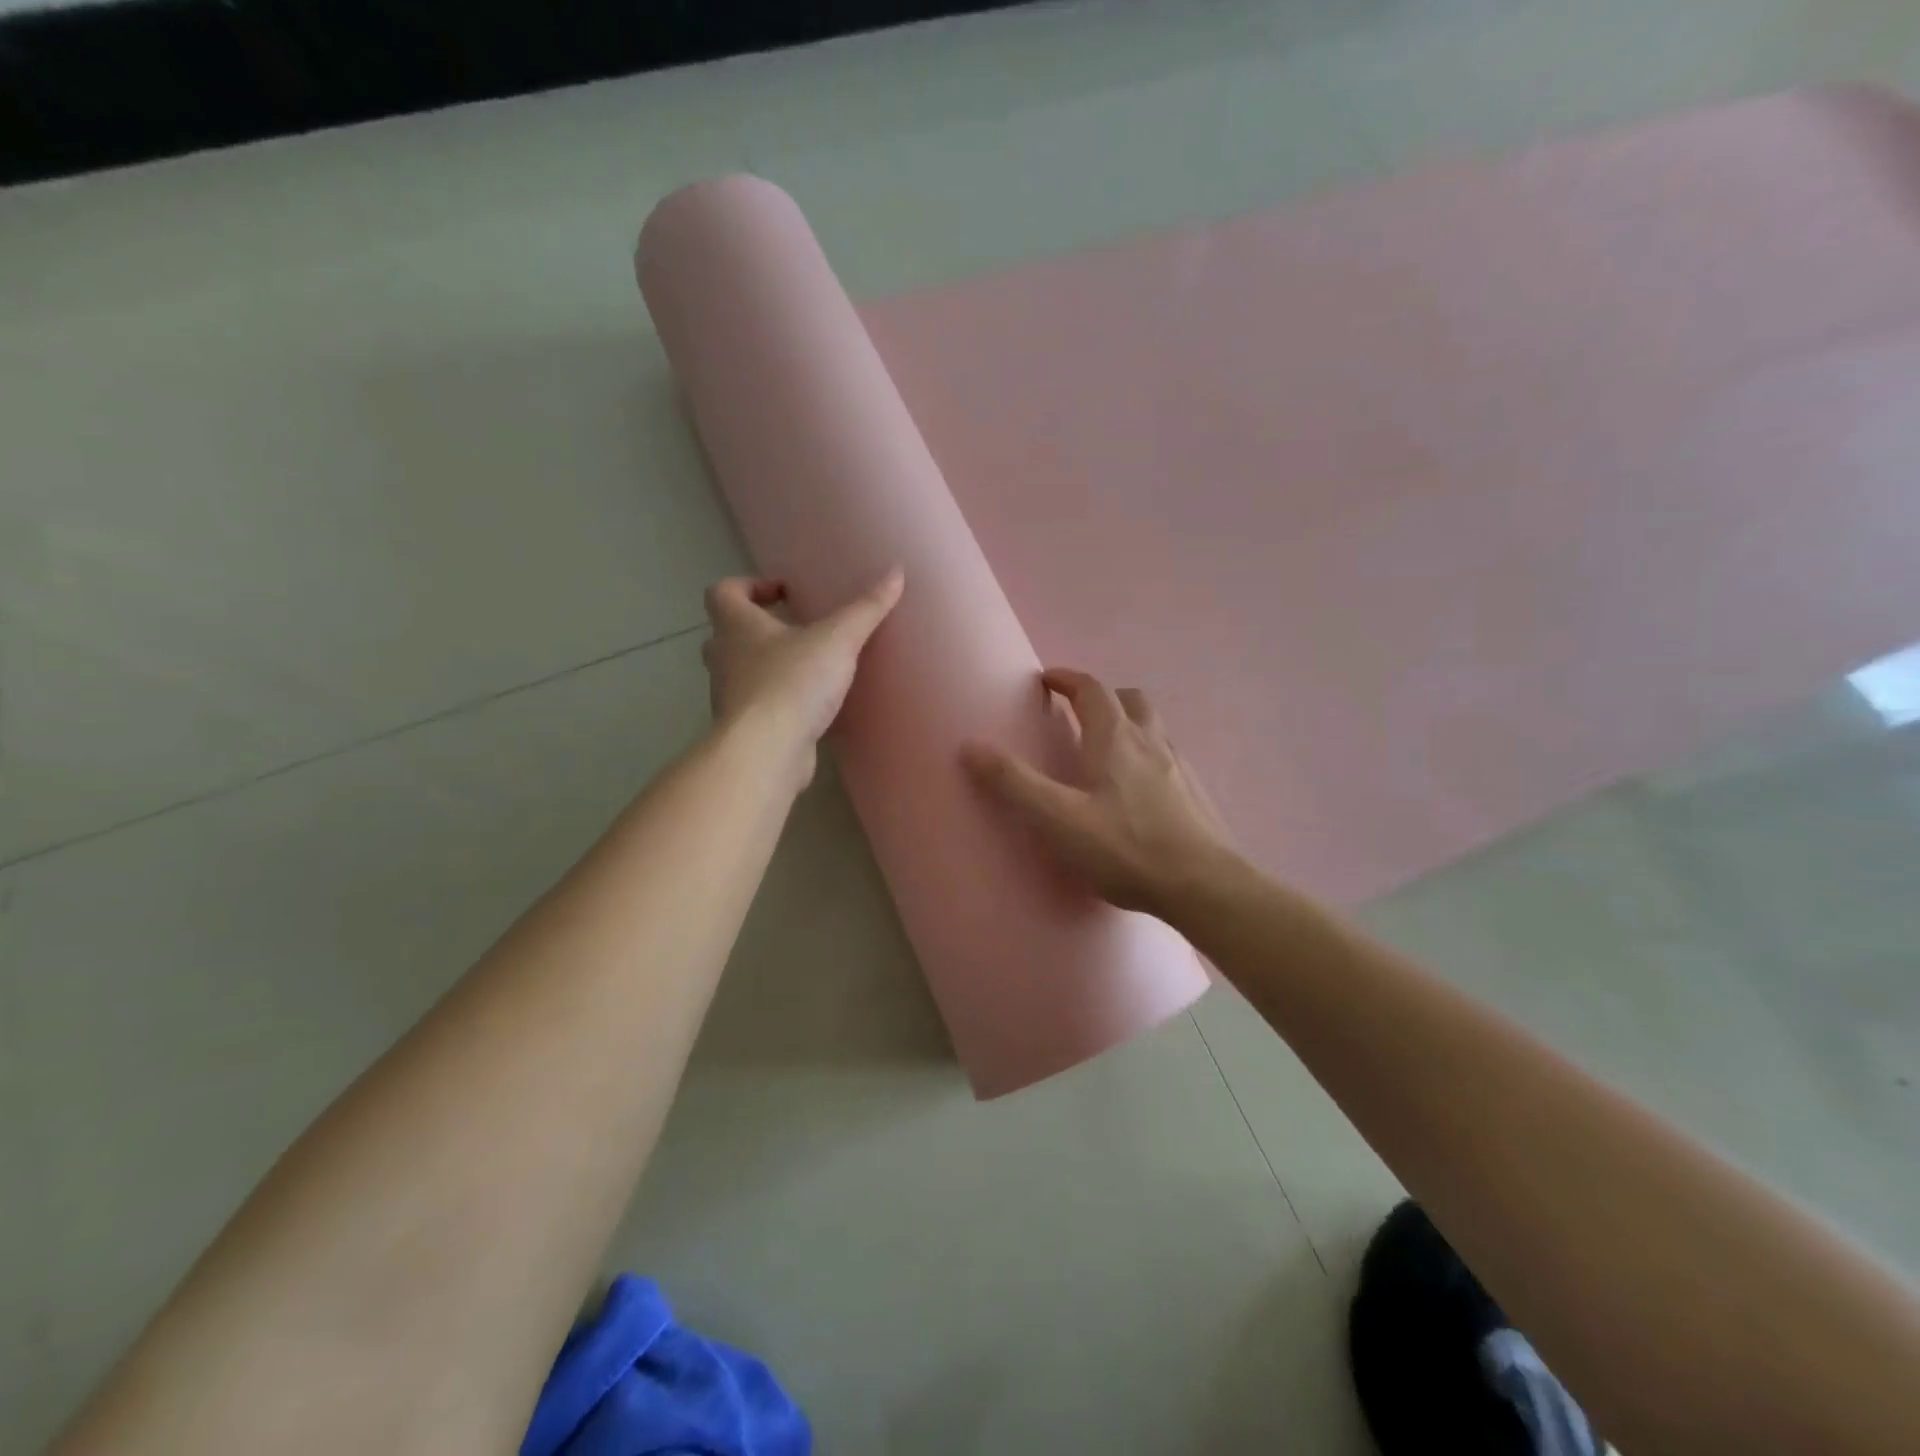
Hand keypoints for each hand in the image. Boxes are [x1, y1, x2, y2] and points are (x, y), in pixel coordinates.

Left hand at [701, 568, 903, 786]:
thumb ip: (865, 609)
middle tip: (795, 630)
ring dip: (767, 667)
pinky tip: (809, 708)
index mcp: (736, 626)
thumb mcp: (837, 640)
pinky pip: (757, 707)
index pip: (723, 592)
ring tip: (807, 668)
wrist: (766, 752)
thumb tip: (895, 572)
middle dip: (758, 629)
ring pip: (740, 672)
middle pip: (727, 633)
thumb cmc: (793, 683)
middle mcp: (724, 658)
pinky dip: (777, 702)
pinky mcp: (745, 729)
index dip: (750, 586)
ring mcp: (730, 697)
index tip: (785, 593)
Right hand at [962, 669, 1234, 916]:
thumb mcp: (1057, 818)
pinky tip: (1139, 793)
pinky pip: (1169, 760)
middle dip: (1103, 698)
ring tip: (1107, 752)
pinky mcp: (1195, 796)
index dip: (1067, 679)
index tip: (1047, 680)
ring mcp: (1179, 769)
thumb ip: (1014, 783)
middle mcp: (1151, 743)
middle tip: (1080, 714)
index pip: (1091, 689)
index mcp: (1116, 739)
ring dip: (1129, 725)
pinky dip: (1148, 758)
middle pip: (1130, 700)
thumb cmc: (1125, 848)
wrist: (1203, 886)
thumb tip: (971, 746)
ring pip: (1154, 729)